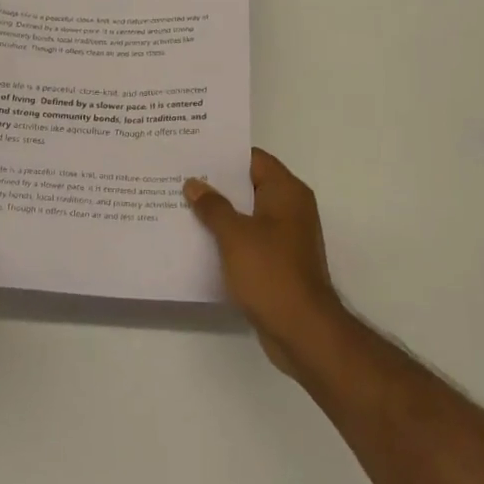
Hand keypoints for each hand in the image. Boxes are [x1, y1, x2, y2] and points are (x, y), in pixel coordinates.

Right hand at [185, 149, 348, 378]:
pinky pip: (250, 239)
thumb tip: (194, 183)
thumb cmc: (271, 272)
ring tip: (182, 206)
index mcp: (286, 191)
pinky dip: (229, 237)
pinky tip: (200, 240)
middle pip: (249, 185)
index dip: (224, 154)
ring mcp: (286, 236)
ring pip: (248, 214)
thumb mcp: (235, 235)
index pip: (253, 159)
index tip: (193, 152)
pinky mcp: (280, 262)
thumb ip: (213, 206)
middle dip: (217, 184)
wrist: (303, 331)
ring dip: (221, 213)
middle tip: (180, 178)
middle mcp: (291, 208)